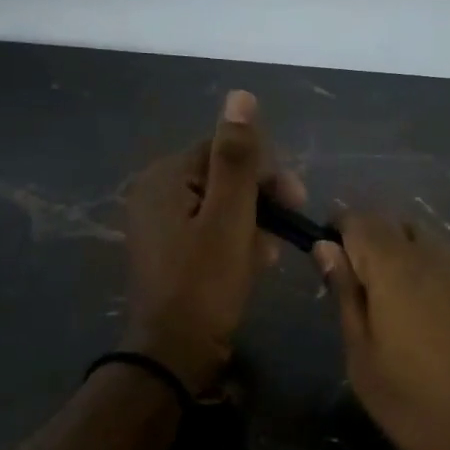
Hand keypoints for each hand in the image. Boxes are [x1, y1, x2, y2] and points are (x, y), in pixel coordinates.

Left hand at [122, 90, 304, 393]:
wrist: (175, 352)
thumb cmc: (206, 283)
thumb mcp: (230, 217)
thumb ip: (237, 158)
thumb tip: (240, 96)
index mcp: (165, 177)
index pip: (224, 149)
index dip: (263, 172)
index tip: (294, 201)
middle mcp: (155, 193)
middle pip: (222, 177)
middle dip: (259, 203)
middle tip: (285, 233)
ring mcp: (159, 224)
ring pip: (220, 207)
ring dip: (252, 225)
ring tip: (267, 256)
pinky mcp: (169, 251)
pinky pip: (209, 231)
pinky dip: (235, 243)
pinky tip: (253, 265)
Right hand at [316, 215, 449, 449]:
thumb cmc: (420, 408)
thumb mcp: (364, 360)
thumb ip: (346, 296)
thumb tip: (326, 249)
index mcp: (398, 269)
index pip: (361, 219)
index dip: (340, 232)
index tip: (332, 262)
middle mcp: (440, 255)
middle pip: (399, 225)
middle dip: (376, 245)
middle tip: (368, 296)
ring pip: (432, 245)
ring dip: (410, 263)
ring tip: (408, 315)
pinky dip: (442, 280)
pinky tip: (446, 326)